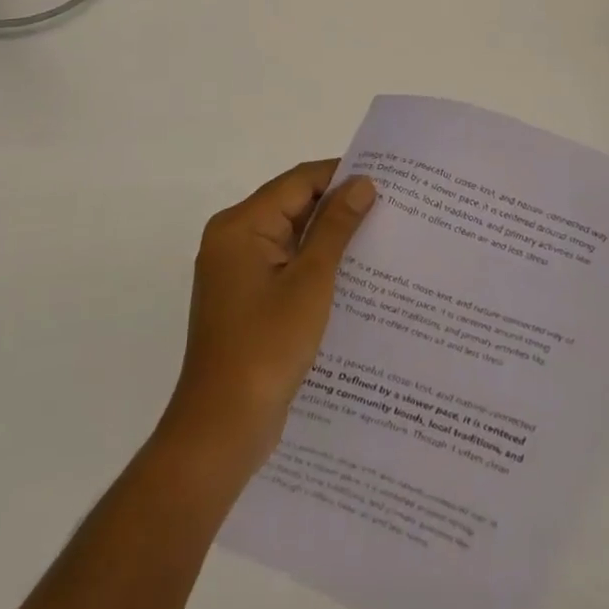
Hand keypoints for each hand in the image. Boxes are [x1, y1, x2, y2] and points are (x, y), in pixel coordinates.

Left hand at [164, 160, 376, 467]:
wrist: (220, 431)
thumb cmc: (265, 348)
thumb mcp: (310, 282)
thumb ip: (336, 227)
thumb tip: (362, 183)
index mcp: (241, 225)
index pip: (298, 182)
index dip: (340, 176)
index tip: (385, 181)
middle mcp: (233, 238)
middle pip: (292, 205)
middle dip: (337, 207)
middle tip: (389, 209)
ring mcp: (236, 271)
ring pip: (290, 237)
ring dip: (328, 238)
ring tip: (379, 238)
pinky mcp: (245, 299)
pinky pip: (284, 265)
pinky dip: (313, 265)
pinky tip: (351, 277)